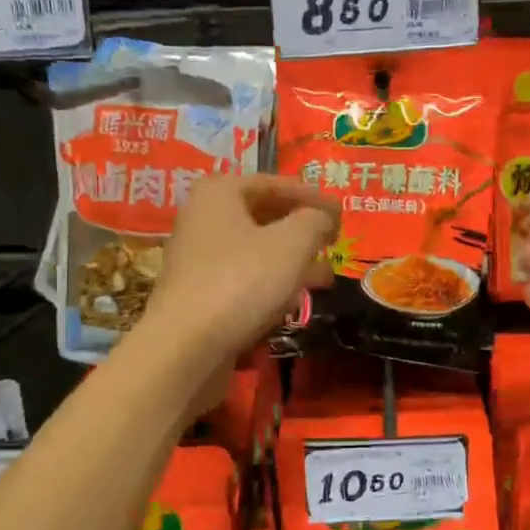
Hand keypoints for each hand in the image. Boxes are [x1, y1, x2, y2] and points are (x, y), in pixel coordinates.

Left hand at [143, 173, 338, 367]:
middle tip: (333, 244)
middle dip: (302, 231)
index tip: (342, 216)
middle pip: (264, 217)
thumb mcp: (293, 242)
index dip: (312, 197)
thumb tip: (325, 218)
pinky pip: (244, 279)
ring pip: (256, 251)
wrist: (187, 346)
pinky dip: (270, 284)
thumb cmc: (243, 280)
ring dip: (292, 261)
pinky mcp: (200, 294)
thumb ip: (316, 220)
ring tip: (324, 277)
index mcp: (220, 193)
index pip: (275, 184)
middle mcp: (203, 219)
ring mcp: (198, 259)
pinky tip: (293, 301)